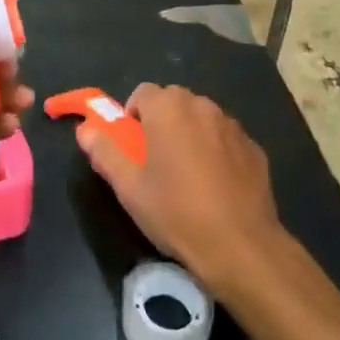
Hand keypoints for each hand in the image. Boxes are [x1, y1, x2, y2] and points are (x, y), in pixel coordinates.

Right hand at [77, 83, 283, 297]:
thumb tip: (84, 129)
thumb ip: (104, 151)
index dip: (133, 116)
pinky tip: (216, 186)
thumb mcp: (129, 187)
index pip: (143, 92)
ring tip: (186, 175)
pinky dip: (216, 151)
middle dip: (161, 122)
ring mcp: (233, 126)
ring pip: (201, 119)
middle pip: (173, 101)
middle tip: (155, 161)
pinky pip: (225, 139)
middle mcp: (202, 106)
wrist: (241, 246)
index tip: (133, 147)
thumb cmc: (176, 212)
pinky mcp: (254, 148)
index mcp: (169, 108)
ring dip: (189, 134)